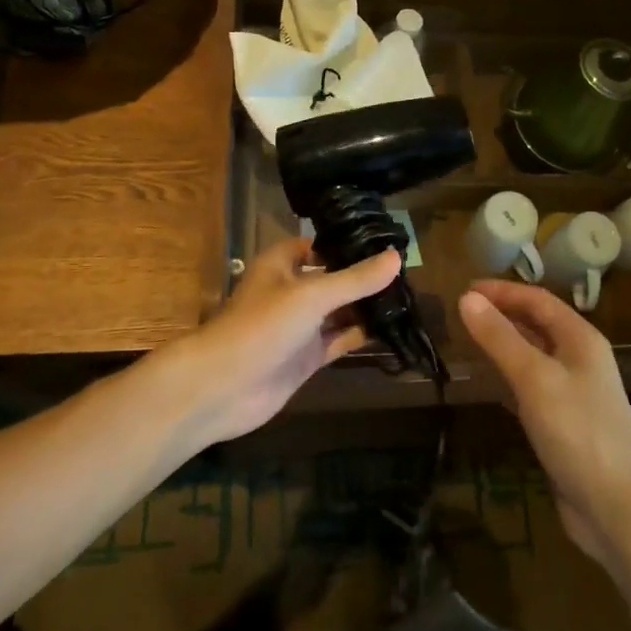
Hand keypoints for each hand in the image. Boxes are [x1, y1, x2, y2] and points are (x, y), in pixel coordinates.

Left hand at [172, 238, 401, 444]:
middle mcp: (291, 291)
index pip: (318, 245)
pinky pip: (340, 340)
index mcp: (282, 265)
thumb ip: (355, 279)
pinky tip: (392, 328)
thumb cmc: (263, 326)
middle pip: (333, 278)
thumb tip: (397, 257)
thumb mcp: (312, 295)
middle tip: (406, 271)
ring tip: (408, 297)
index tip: (383, 241)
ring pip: (339, 311)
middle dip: (363, 276)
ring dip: (366, 306)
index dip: (346, 243)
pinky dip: (362, 335)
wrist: (223, 388)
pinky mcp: (307, 357)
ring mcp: (300, 327)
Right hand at [459, 280, 630, 566]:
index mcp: (581, 339)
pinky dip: (510, 376)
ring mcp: (576, 392)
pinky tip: (489, 384)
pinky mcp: (566, 422)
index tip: (465, 289)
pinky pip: (533, 386)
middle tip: (464, 312)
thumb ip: (499, 337)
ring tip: (470, 340)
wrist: (616, 507)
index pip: (538, 300)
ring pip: (535, 355)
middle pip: (538, 324)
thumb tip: (467, 298)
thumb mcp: (533, 378)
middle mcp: (581, 359)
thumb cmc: (577, 432)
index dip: (502, 291)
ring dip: (505, 343)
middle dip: (503, 314)